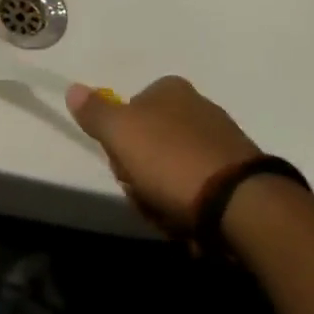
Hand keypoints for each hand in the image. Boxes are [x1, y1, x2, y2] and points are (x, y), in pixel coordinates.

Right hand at [64, 76, 261, 234]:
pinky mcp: (238, 173)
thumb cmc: (171, 160)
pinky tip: (192, 225)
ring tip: (170, 216)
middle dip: (142, 174)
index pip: (130, 110)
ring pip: (173, 169)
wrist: (240, 203)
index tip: (122, 165)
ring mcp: (221, 139)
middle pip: (150, 143)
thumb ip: (95, 112)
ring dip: (164, 196)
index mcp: (171, 89)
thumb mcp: (121, 133)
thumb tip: (72, 88)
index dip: (120, 142)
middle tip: (145, 194)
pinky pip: (200, 189)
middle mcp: (198, 106)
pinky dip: (191, 207)